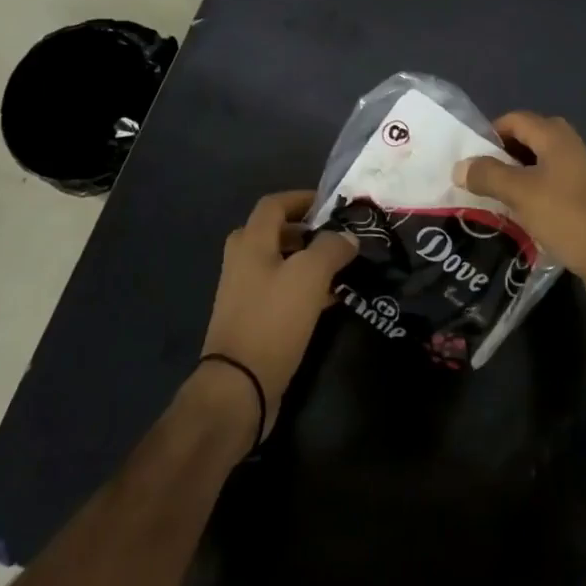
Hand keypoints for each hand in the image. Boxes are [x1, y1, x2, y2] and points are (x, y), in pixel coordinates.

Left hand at [199, 191, 356, 439]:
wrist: (238, 387)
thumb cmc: (273, 320)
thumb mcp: (309, 276)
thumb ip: (330, 248)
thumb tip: (346, 236)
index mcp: (250, 242)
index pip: (274, 204)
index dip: (301, 198)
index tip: (331, 204)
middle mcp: (242, 260)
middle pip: (273, 232)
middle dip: (305, 230)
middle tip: (336, 236)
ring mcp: (243, 292)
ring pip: (278, 263)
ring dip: (306, 260)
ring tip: (340, 267)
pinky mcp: (251, 319)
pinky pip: (280, 291)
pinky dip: (302, 287)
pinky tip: (329, 300)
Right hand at [457, 113, 585, 315]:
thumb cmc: (569, 218)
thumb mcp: (521, 194)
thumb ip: (487, 175)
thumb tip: (459, 166)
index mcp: (556, 137)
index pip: (514, 120)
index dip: (489, 134)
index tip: (468, 160)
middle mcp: (569, 149)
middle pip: (526, 141)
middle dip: (500, 157)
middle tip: (477, 179)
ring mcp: (580, 177)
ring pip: (537, 168)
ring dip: (514, 180)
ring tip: (491, 201)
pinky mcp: (584, 203)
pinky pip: (549, 190)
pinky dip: (531, 198)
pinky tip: (518, 220)